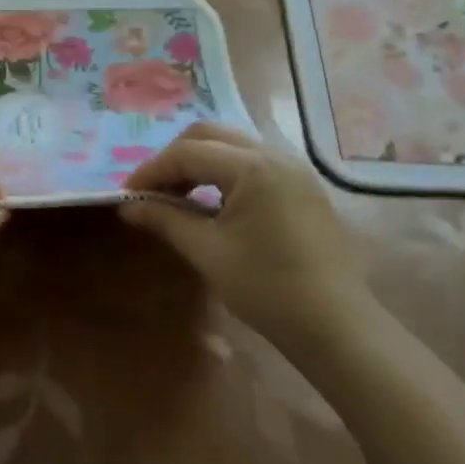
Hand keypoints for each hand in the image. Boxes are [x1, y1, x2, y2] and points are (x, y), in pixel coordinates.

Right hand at [118, 123, 373, 355]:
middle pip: (210, 136)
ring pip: (232, 146)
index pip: (188, 152)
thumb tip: (128, 206)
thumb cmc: (267, 288)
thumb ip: (166, 220)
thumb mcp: (208, 252)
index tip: (128, 194)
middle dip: (174, 159)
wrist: (336, 327)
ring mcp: (294, 170)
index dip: (152, 170)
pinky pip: (253, 163)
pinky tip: (212, 204)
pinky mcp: (302, 188)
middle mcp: (276, 155)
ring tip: (177, 198)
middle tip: (152, 190)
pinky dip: (224, 174)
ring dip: (199, 164)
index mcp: (253, 167)